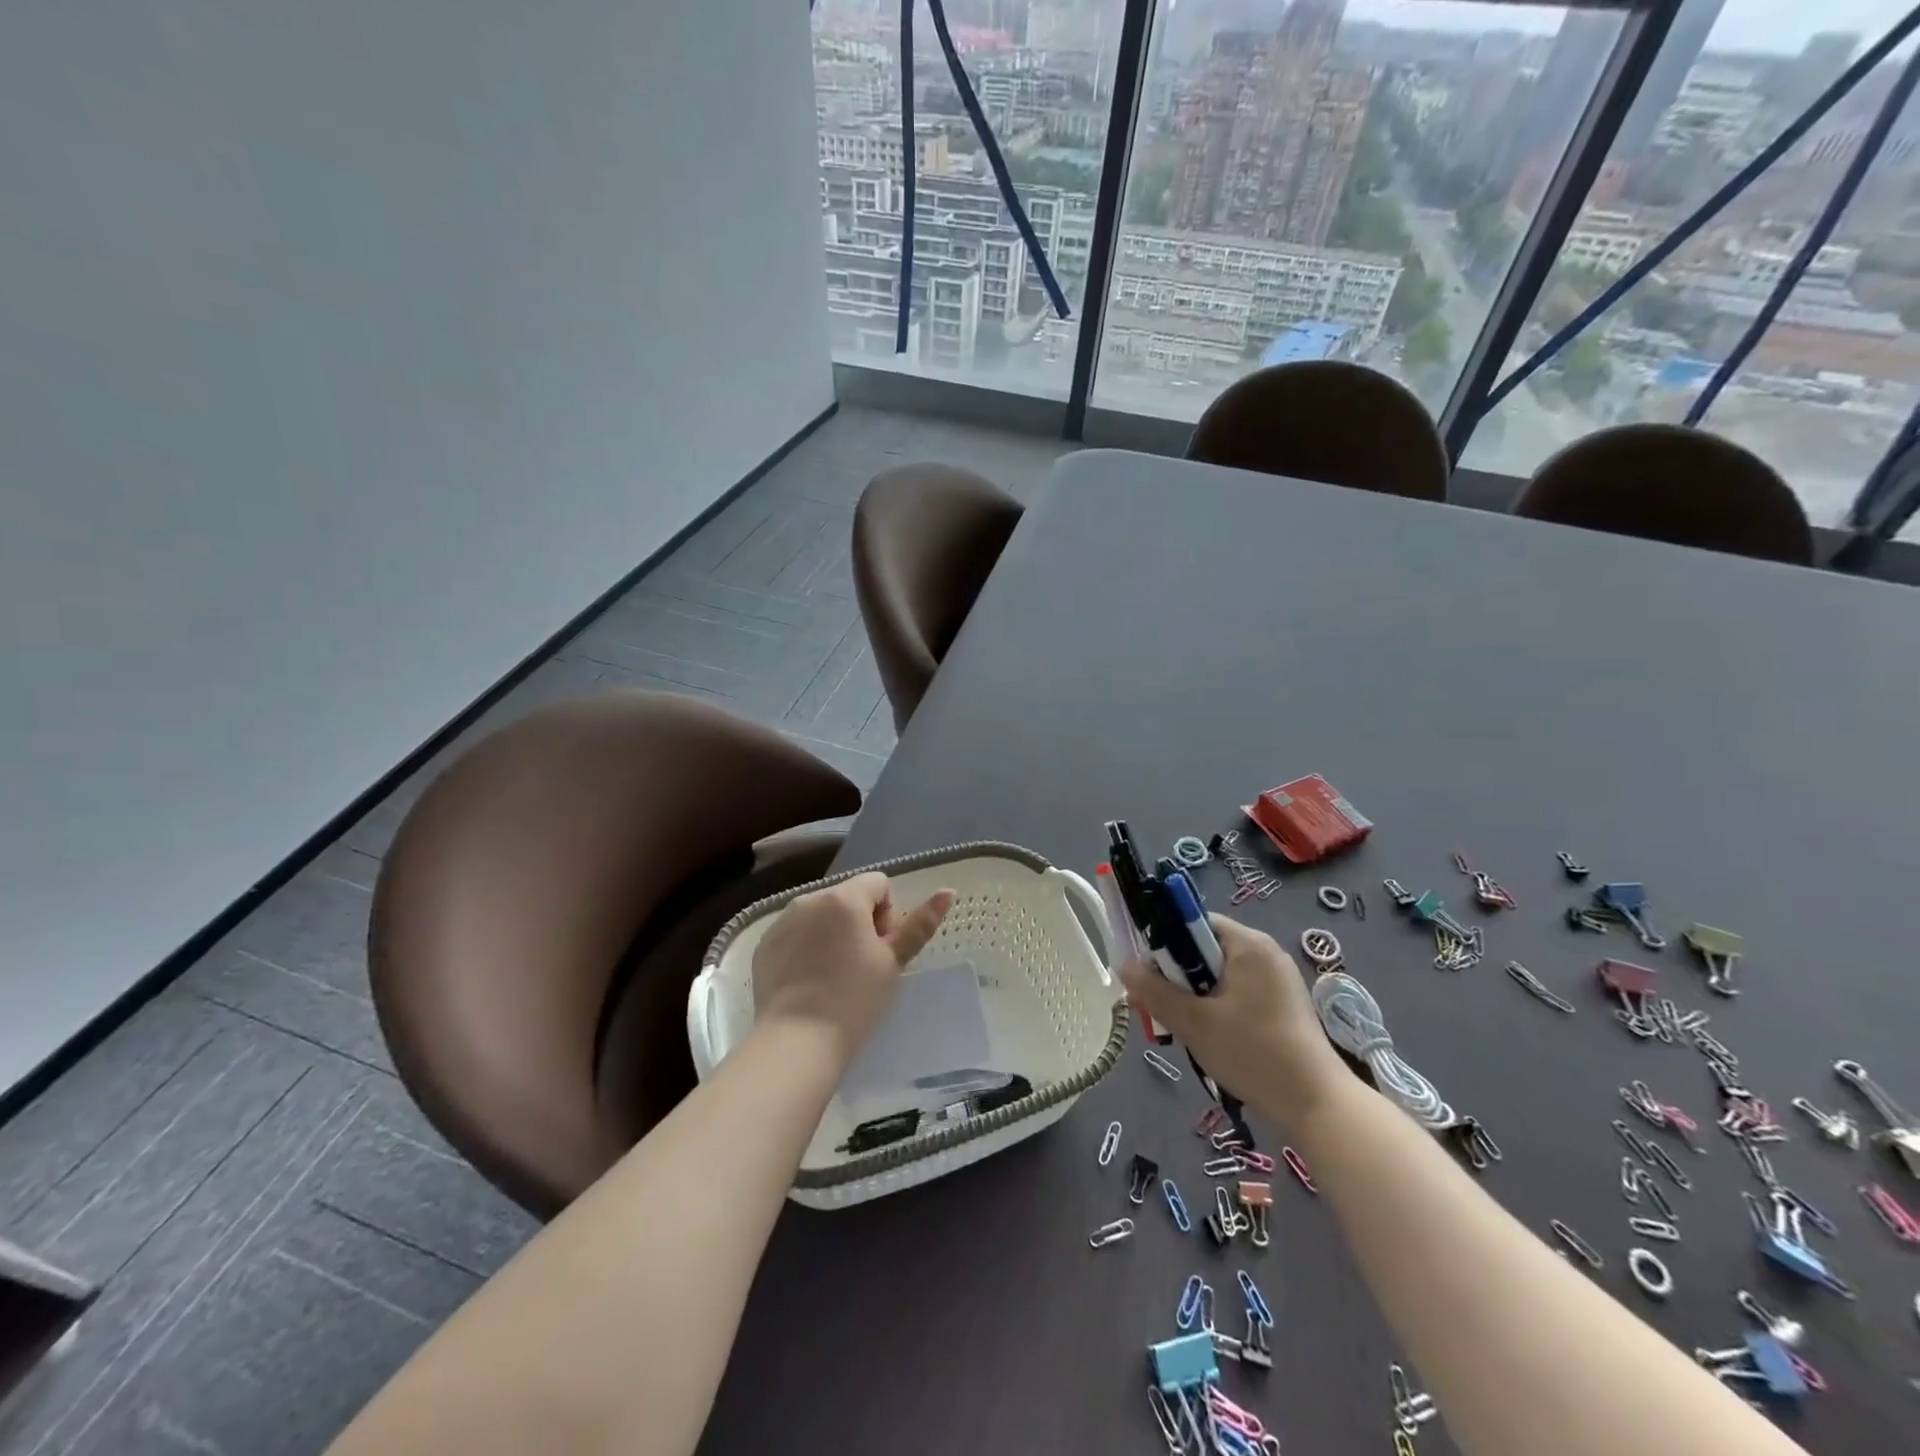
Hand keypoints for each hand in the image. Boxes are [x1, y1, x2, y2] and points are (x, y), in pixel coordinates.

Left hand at [751, 872, 953, 1062]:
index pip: (878, 884)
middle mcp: (810, 899)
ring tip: (834, 975)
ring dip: (832, 933)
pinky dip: (806, 948)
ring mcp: (783, 921)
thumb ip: (920, 924)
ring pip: (820, 915)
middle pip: (848, 898)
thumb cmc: (855, 999)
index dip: (888, 915)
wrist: (798, 1041)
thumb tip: (947, 891)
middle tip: (862, 966)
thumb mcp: (893, 962)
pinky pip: (795, 934)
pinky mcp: (765, 945)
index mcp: (845, 898)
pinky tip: (808, 982)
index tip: (883, 950)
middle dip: (860, 923)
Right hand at [1119, 916, 1347, 1129]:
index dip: (1165, 941)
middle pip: (1205, 948)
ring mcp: (1279, 978)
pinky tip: (1212, 1036)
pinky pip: (1239, 991)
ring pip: (1220, 973)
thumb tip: (1124, 965)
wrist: (1317, 1105)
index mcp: (1248, 944)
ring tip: (1186, 1026)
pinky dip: (1219, 1006)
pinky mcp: (1284, 1004)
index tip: (1149, 972)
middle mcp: (1266, 951)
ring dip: (1197, 994)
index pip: (1193, 922)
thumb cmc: (1253, 1053)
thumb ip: (1154, 991)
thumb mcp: (1194, 1023)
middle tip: (1162, 1006)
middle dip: (1179, 975)